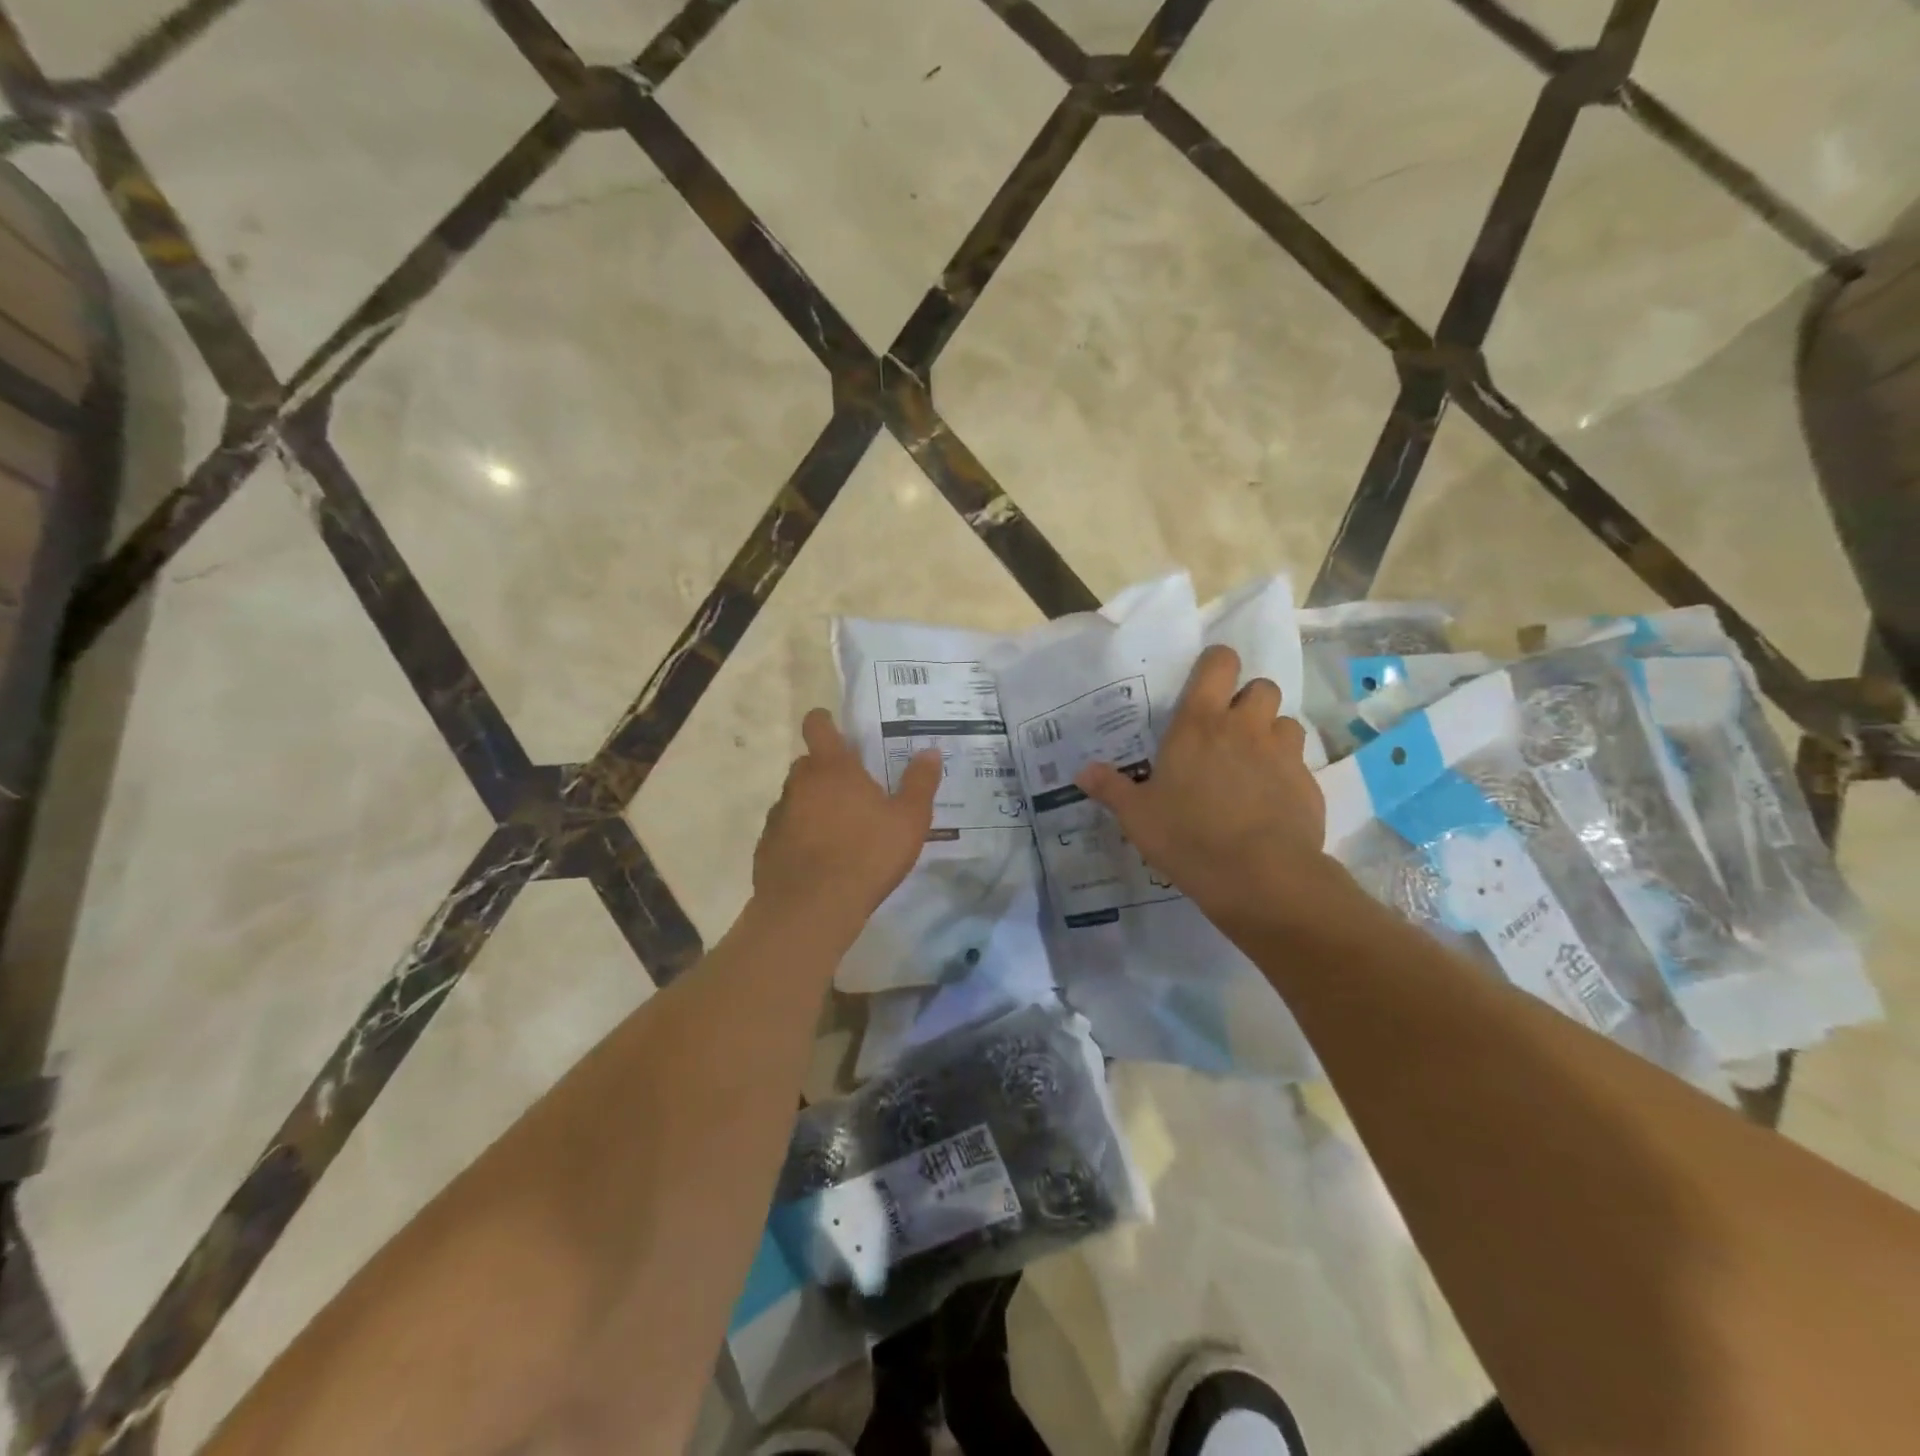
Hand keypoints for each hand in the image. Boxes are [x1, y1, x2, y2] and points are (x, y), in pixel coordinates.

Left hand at [753, 709, 942, 927]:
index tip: (834, 727)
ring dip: (813, 805)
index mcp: (833, 768)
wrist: (811, 909)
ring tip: (839, 831)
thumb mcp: (909, 820)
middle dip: (827, 771)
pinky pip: (785, 831)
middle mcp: (799, 784)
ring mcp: (778, 816)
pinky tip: (819, 859)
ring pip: (796, 798)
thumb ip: (920, 784)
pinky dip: (799, 836)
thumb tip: (930, 752)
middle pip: (808, 764)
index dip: (824, 721)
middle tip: (854, 791)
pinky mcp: (766, 848)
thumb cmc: (867, 855)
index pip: (818, 726)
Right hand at [1076, 645, 1333, 925]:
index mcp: (1199, 724)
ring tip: (1254, 762)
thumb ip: (1111, 788)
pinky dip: (1286, 772)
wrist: (1258, 875)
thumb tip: (1081, 772)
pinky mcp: (1308, 783)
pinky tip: (1271, 801)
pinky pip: (1299, 763)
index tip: (1208, 681)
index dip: (1217, 664)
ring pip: (1285, 722)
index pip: (1219, 664)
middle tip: (1230, 728)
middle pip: (1262, 686)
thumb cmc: (1187, 835)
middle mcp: (1244, 727)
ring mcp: (1282, 753)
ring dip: (1271, 733)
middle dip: (1249, 699)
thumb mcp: (1137, 815)